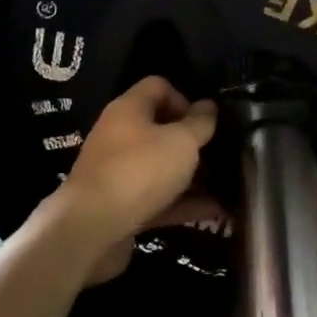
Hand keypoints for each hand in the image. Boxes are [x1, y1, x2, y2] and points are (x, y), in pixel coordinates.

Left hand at [61, 78, 220, 282]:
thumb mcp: (181, 141)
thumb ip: (200, 123)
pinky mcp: (121, 207)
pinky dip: (182, 203)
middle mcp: (119, 136)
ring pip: (160, 168)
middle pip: (159, 129)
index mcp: (129, 110)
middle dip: (191, 141)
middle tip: (219, 153)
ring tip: (224, 185)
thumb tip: (209, 106)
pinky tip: (213, 212)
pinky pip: (158, 199)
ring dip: (191, 176)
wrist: (92, 229)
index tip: (204, 122)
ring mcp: (118, 174)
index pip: (157, 87)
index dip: (185, 99)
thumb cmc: (140, 171)